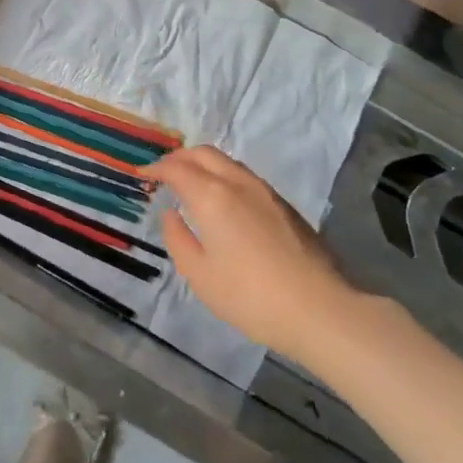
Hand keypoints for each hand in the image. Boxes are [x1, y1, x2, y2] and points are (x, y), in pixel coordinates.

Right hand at [147, 146, 368, 366]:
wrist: (320, 309)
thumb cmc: (251, 297)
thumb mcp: (201, 275)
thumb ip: (178, 239)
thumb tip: (171, 213)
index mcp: (212, 196)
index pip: (177, 169)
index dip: (156, 168)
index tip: (142, 174)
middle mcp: (238, 183)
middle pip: (203, 153)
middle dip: (179, 157)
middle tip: (163, 173)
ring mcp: (265, 191)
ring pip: (227, 161)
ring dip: (203, 164)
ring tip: (190, 182)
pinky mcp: (284, 204)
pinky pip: (243, 175)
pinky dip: (222, 175)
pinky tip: (221, 199)